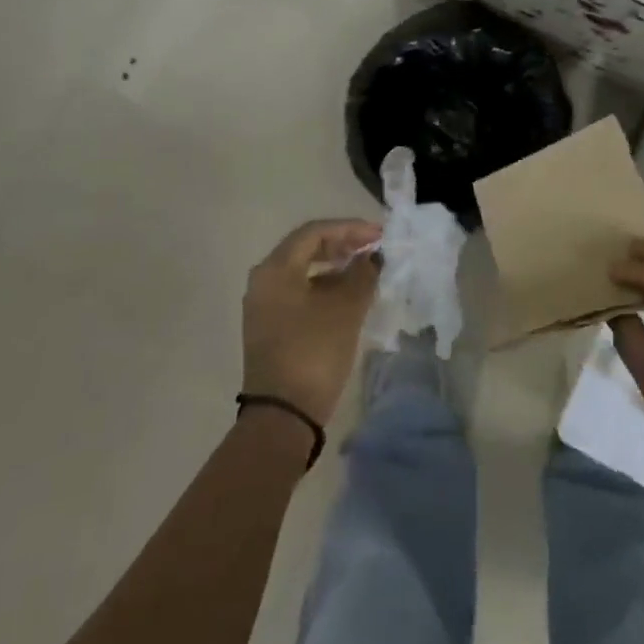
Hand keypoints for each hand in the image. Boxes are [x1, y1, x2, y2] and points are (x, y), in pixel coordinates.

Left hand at [241, 219, 383, 424]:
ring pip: (303, 271)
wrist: (283, 415)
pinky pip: (299, 292)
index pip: (314, 232)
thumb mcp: (346, 308)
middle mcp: (264, 281)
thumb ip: (362, 274)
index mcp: (276, 269)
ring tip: (365, 270)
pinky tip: (348, 295)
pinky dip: (324, 286)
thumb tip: (372, 257)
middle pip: (306, 248)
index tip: (379, 235)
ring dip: (335, 266)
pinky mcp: (270, 327)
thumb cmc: (314, 352)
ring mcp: (264, 306)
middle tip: (372, 248)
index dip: (350, 228)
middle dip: (342, 244)